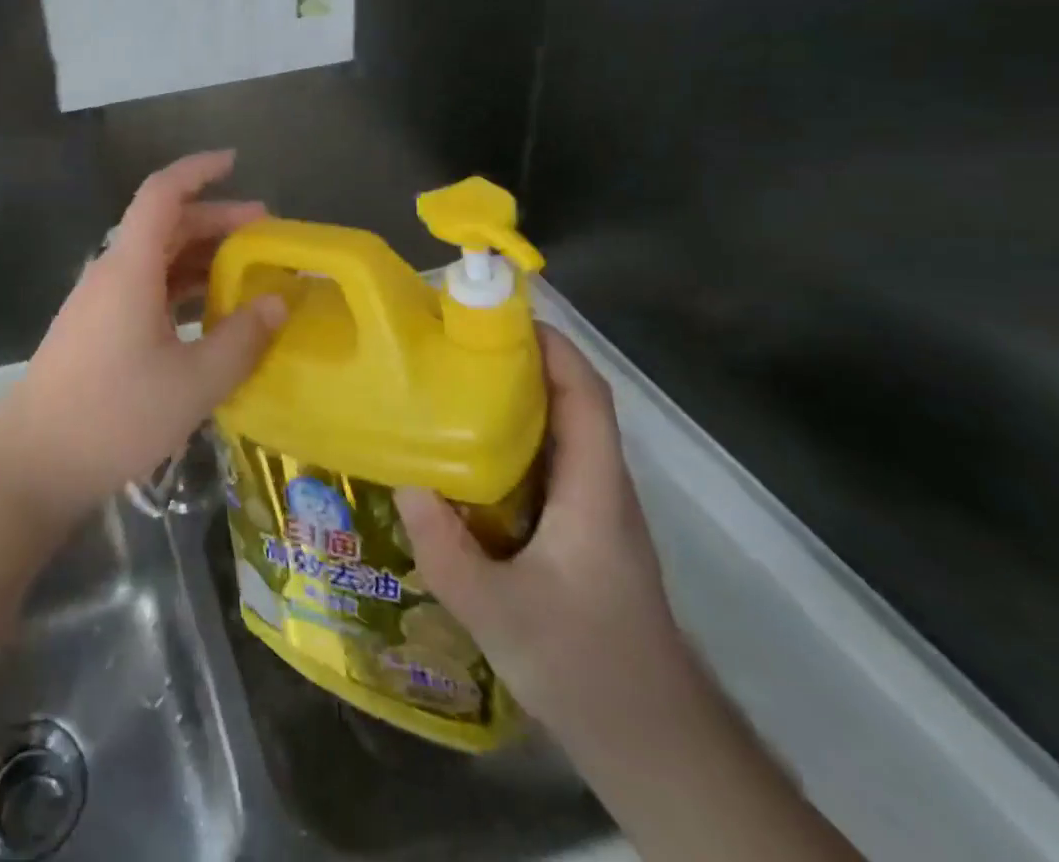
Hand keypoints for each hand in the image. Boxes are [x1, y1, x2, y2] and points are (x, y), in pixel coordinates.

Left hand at [0, 151, 288, 528]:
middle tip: (265, 231)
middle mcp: (113, 272)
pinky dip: (182, 287)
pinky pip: (146, 289)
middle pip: (165, 225)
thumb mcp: (194, 381)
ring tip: (248, 270)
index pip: (162, 194)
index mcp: (130, 267)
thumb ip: (242, 338)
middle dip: (215, 219)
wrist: (35, 459)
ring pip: (156, 258)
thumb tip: (278, 302)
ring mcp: (101, 301)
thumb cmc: (115, 414)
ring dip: (200, 256)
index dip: (197, 170)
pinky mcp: (97, 328)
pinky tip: (210, 312)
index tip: (235, 161)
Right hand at [395, 325, 689, 748]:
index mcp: (594, 490)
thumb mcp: (500, 615)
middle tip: (449, 342)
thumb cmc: (589, 669)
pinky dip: (504, 441)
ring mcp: (590, 511)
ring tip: (444, 384)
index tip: (496, 314)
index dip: (551, 346)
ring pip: (553, 433)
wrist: (654, 745)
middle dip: (516, 361)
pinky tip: (457, 456)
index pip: (585, 395)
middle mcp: (598, 488)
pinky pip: (540, 465)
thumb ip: (446, 551)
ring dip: (508, 399)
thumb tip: (404, 482)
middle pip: (568, 402)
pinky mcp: (577, 533)